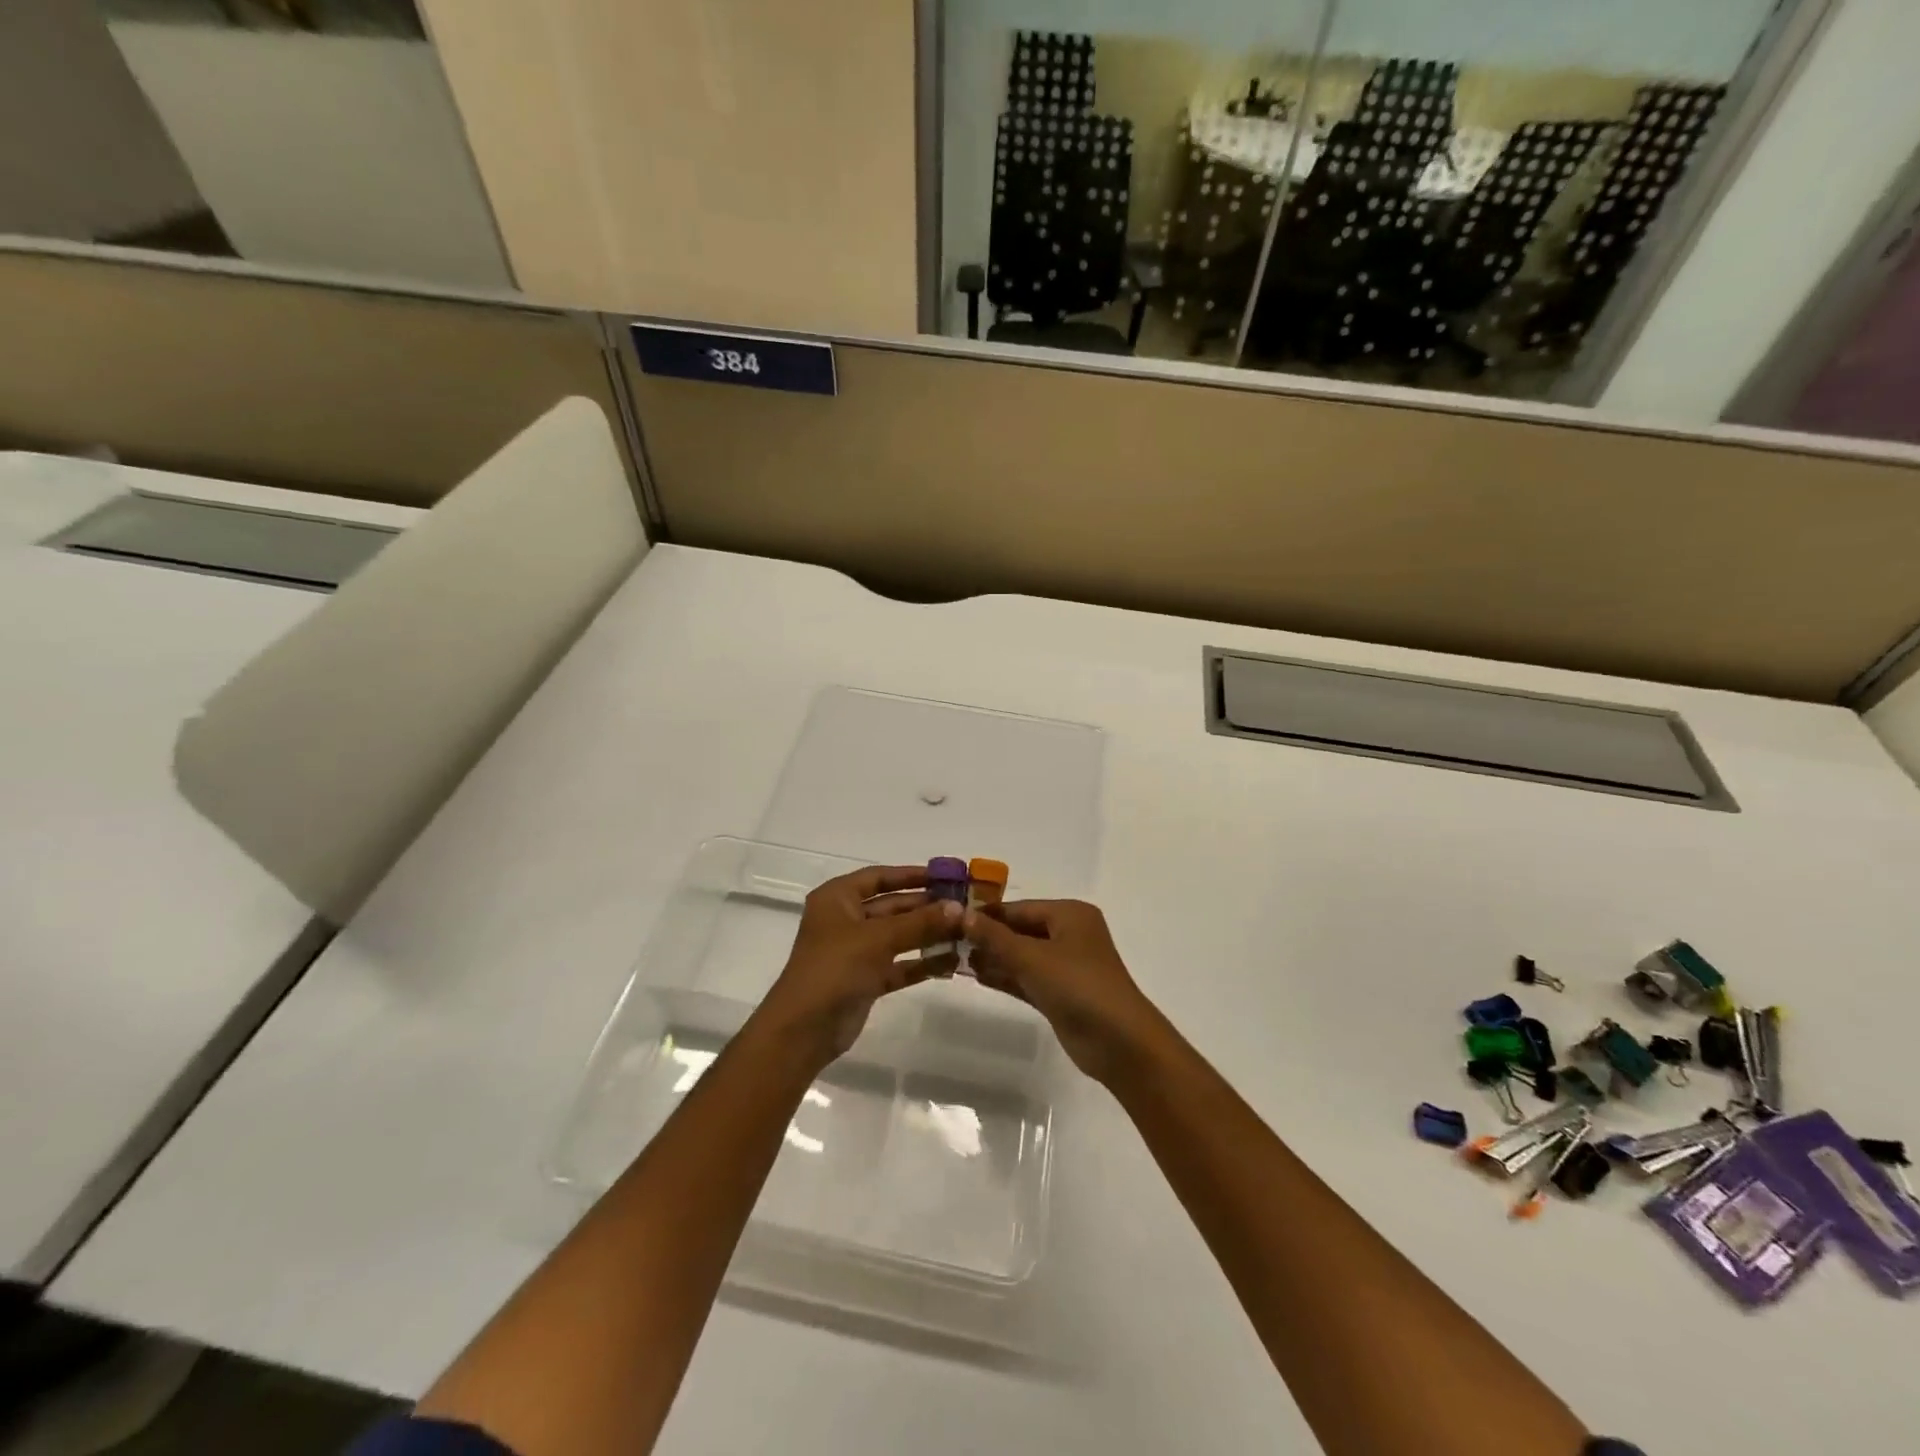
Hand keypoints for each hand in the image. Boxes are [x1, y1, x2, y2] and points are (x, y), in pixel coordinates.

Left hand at [758, 865, 960, 1069]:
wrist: (804, 1029)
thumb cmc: (835, 968)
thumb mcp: (879, 938)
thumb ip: (920, 922)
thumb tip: (960, 908)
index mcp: (838, 898)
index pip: (879, 876)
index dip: (911, 875)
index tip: (945, 876)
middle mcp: (846, 920)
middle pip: (892, 906)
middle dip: (926, 907)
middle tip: (965, 906)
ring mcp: (856, 951)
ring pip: (898, 936)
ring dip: (928, 935)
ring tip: (966, 932)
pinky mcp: (866, 980)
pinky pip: (899, 964)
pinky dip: (921, 963)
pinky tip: (951, 961)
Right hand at [963, 900, 1166, 1083]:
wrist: (1119, 1042)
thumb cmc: (1077, 986)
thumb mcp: (1031, 957)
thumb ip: (994, 936)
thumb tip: (960, 913)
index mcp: (1069, 915)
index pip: (1019, 907)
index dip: (986, 913)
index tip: (951, 919)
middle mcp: (1069, 935)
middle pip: (1020, 929)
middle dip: (988, 937)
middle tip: (948, 941)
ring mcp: (1066, 966)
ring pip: (1022, 955)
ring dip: (993, 957)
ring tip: (954, 959)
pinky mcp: (1061, 994)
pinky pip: (1027, 978)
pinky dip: (1005, 976)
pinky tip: (976, 976)